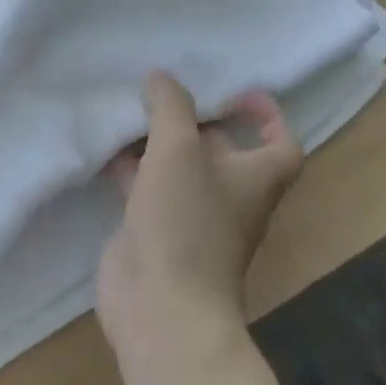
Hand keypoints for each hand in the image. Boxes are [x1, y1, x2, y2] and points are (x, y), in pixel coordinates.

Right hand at [96, 73, 303, 379]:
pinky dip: (130, 168)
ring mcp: (192, 217)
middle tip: (162, 92)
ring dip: (157, 142)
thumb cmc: (185, 221)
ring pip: (179, 168)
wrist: (161, 307)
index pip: (281, 143)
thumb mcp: (178, 149)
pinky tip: (104, 149)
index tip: (235, 92)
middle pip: (222, 150)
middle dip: (195, 120)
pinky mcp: (157, 232)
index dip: (266, 115)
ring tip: (128, 111)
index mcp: (255, 178)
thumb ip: (170, 106)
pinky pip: (147, 189)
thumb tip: (161, 77)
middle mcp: (230, 197)